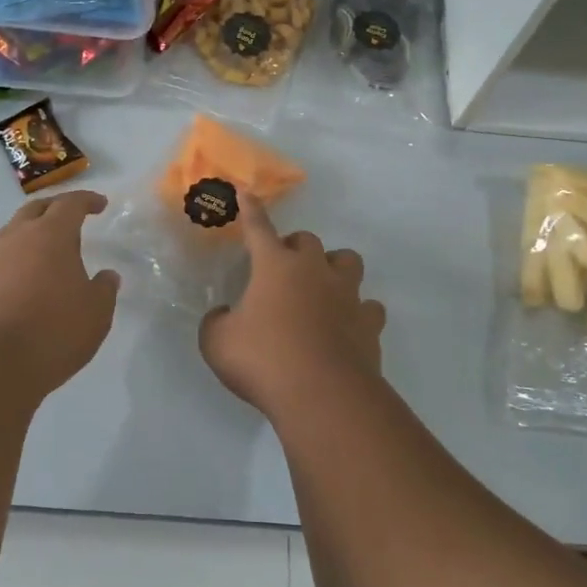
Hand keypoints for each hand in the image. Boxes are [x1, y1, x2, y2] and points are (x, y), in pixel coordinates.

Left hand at [0, 191, 120, 395]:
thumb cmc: (54, 330)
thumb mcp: (96, 313)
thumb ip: (104, 289)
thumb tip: (107, 276)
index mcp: (51, 235)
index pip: (70, 204)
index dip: (87, 200)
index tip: (100, 204)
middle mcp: (18, 238)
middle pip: (36, 209)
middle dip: (56, 207)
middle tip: (72, 216)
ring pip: (14, 232)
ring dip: (33, 232)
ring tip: (49, 248)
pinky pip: (2, 259)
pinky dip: (19, 259)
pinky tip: (29, 279)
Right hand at [198, 195, 385, 416]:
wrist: (322, 394)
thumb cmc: (263, 360)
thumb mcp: (217, 342)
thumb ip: (217, 323)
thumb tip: (224, 317)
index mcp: (275, 266)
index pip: (258, 229)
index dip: (250, 211)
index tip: (246, 192)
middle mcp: (314, 271)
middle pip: (308, 241)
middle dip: (294, 247)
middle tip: (281, 269)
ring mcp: (347, 296)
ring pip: (348, 262)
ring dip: (333, 268)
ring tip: (323, 287)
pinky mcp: (369, 325)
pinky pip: (368, 307)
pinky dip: (358, 312)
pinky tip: (347, 325)